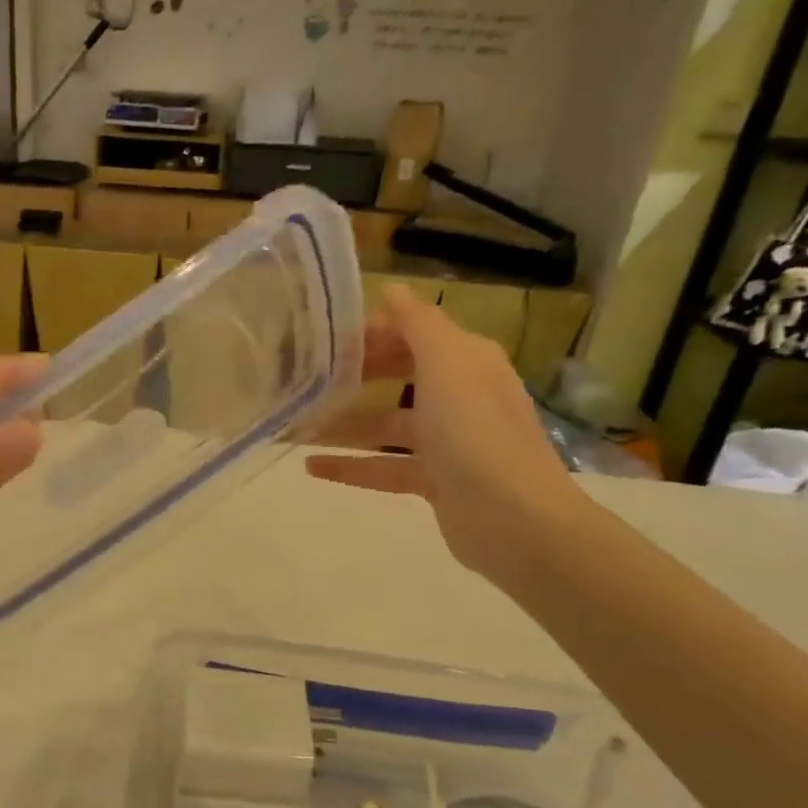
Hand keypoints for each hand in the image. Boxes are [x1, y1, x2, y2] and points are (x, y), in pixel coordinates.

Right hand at [305, 285, 590, 579]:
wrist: (512, 517)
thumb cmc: (474, 429)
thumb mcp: (446, 362)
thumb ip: (417, 323)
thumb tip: (392, 290)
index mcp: (466, 361)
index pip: (414, 334)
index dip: (372, 333)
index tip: (325, 341)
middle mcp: (458, 395)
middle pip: (398, 377)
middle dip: (355, 378)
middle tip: (307, 381)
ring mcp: (447, 442)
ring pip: (385, 426)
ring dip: (343, 426)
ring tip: (295, 429)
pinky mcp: (434, 481)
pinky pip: (383, 467)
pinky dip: (350, 466)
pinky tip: (310, 467)